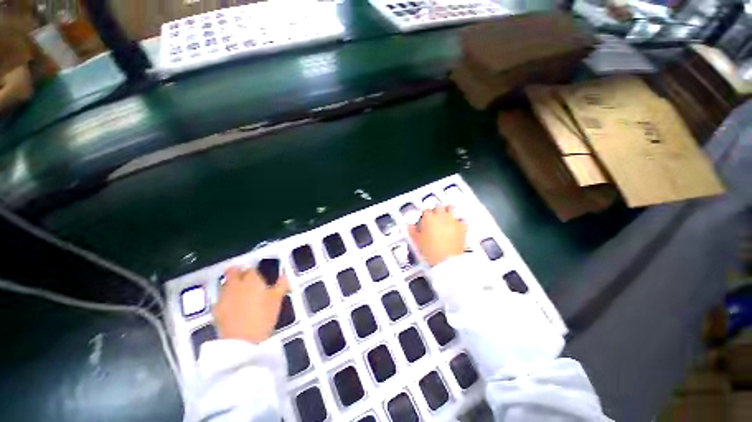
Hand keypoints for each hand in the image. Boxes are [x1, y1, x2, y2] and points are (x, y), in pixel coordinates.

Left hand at [213, 266, 289, 343]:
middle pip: (233, 271)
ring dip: (231, 283)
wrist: (242, 341)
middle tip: (244, 276)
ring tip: (239, 291)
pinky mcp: (215, 309)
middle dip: (238, 271)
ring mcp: (223, 297)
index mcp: (252, 280)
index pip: (251, 268)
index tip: (258, 274)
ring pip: (225, 283)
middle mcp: (235, 284)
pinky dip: (225, 297)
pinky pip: (220, 298)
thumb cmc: (263, 317)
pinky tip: (231, 305)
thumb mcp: (277, 300)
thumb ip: (281, 285)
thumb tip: (285, 275)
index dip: (254, 270)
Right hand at [408, 206, 467, 265]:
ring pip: (451, 208)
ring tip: (447, 214)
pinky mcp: (462, 227)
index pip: (425, 211)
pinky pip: (462, 220)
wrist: (447, 260)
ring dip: (448, 210)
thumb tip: (410, 227)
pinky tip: (457, 225)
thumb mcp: (417, 241)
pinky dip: (459, 222)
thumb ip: (412, 231)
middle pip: (438, 206)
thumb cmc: (431, 251)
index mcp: (428, 218)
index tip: (424, 219)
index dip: (424, 215)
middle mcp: (441, 216)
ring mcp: (452, 221)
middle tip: (435, 215)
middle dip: (437, 209)